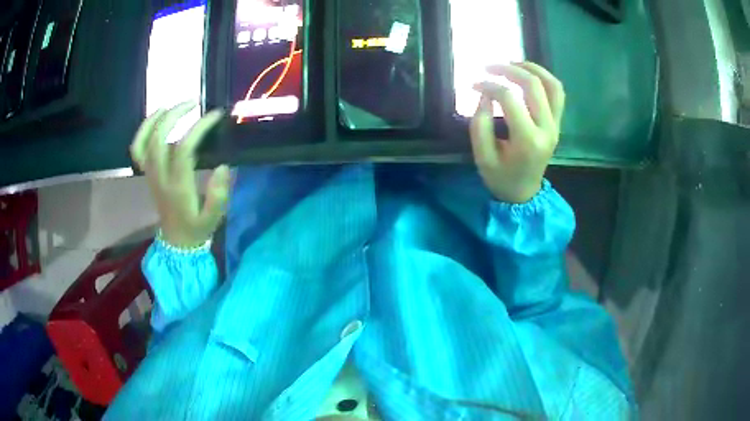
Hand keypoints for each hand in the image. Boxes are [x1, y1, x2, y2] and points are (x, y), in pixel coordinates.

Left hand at [130, 102, 229, 247]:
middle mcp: (160, 176)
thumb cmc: (197, 227)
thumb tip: (224, 166)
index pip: (184, 149)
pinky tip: (156, 119)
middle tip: (194, 103)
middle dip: (175, 115)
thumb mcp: (214, 218)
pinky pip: (137, 149)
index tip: (215, 115)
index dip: (199, 128)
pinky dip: (143, 131)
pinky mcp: (148, 173)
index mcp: (177, 186)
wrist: (176, 241)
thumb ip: (219, 195)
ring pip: (144, 141)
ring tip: (172, 105)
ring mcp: (150, 174)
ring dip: (156, 119)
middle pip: (159, 138)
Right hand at [470, 62, 564, 202]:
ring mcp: (556, 126)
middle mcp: (546, 129)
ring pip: (552, 85)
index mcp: (527, 140)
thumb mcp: (482, 156)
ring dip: (532, 69)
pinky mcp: (557, 124)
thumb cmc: (500, 177)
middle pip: (533, 85)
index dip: (489, 86)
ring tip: (512, 64)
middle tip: (489, 67)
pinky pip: (557, 94)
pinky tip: (528, 74)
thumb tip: (485, 94)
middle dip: (509, 70)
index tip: (473, 84)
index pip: (509, 99)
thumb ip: (480, 123)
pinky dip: (544, 78)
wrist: (523, 193)